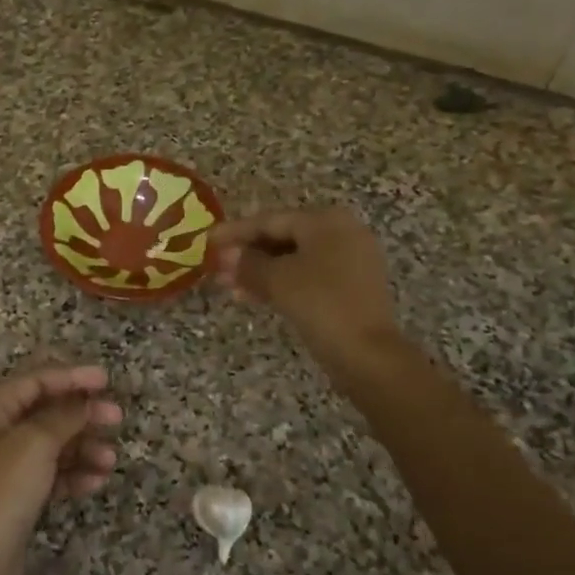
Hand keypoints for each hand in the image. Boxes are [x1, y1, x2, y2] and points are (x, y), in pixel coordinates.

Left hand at [0, 365, 121, 574]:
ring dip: (82, 447)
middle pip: (44, 411)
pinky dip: (72, 474)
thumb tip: (85, 401)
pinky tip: (96, 482)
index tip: (106, 380)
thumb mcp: (34, 445)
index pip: (34, 380)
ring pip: (51, 444)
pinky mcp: (14, 498)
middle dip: (81, 414)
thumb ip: (63, 416)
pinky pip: (49, 474)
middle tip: (117, 417)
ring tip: (111, 461)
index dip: (71, 376)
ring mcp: (3, 467)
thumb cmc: (0, 495)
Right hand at [209, 207, 404, 372]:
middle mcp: (342, 233)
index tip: (207, 241)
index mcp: (326, 221)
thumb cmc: (321, 304)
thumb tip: (225, 255)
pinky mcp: (352, 288)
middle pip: (283, 237)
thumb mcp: (277, 280)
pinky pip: (309, 276)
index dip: (235, 232)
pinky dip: (282, 283)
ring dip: (261, 271)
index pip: (270, 220)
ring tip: (229, 286)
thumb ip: (248, 263)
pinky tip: (256, 296)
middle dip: (247, 254)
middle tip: (216, 267)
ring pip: (294, 259)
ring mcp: (351, 261)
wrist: (368, 354)